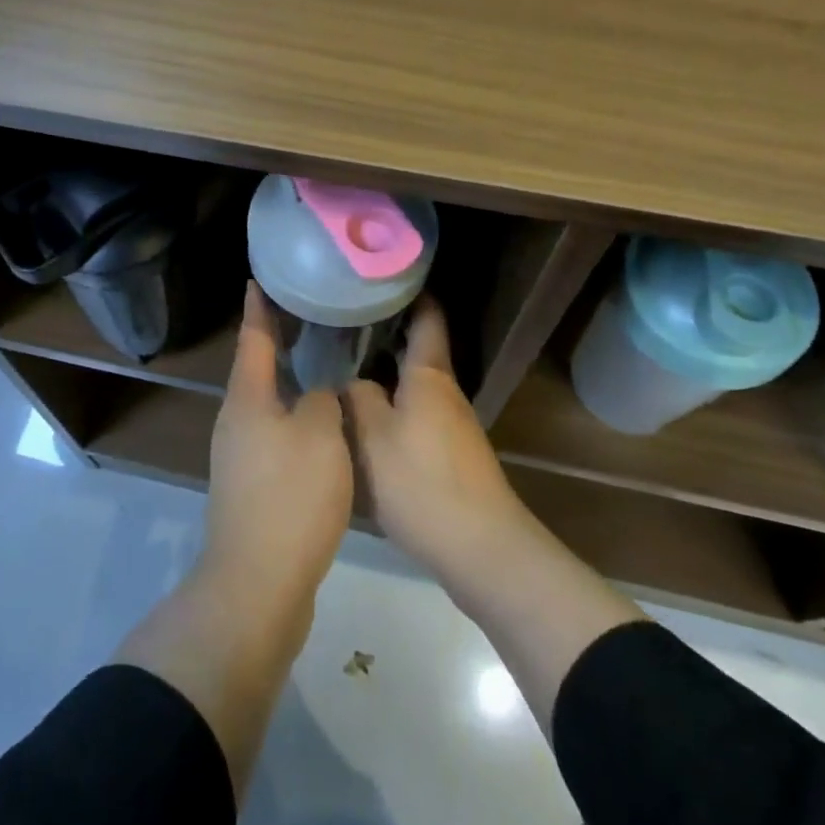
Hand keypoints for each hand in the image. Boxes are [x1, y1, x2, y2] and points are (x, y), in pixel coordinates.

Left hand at [204, 284, 353, 607]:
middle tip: (309, 319)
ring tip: (322, 368)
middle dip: (278, 344)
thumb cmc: (290, 495)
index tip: (258, 280)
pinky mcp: (252, 488)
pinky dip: (297, 423)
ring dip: (291, 386)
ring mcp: (240, 457)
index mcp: (247, 399)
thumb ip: (323, 400)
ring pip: (268, 406)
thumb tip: (318, 393)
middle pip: (257, 371)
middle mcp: (236, 421)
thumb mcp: (320, 434)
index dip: (259, 308)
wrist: (259, 582)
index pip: (253, 338)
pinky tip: (322, 428)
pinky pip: (276, 439)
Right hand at [348, 297, 532, 581]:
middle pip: (417, 350)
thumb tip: (351, 381)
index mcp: (428, 376)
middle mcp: (445, 392)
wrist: (481, 549)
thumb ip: (357, 399)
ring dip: (386, 371)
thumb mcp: (372, 437)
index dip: (411, 293)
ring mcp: (452, 424)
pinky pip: (417, 413)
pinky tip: (366, 418)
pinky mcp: (451, 454)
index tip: (383, 275)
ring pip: (415, 384)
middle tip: (343, 321)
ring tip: (345, 365)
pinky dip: (393, 404)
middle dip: (385, 333)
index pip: (426, 318)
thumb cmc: (422, 482)